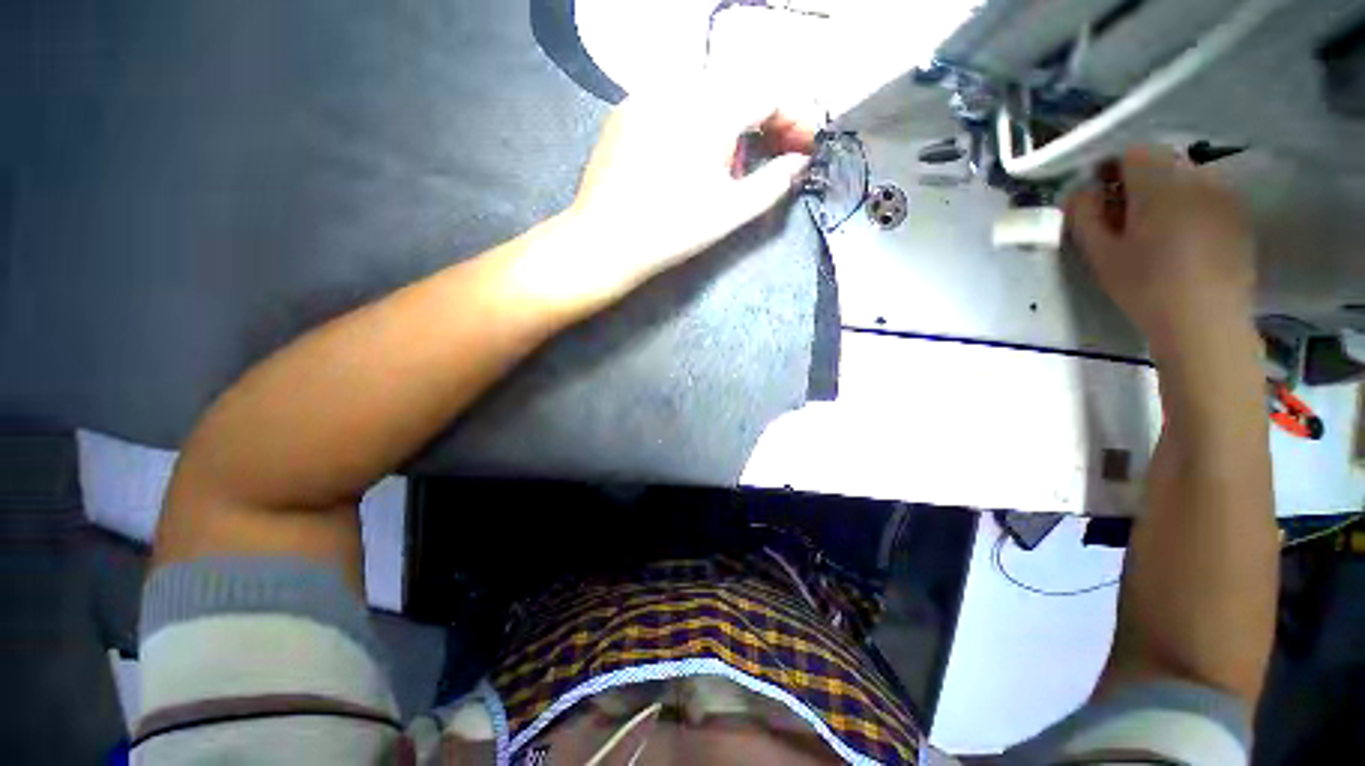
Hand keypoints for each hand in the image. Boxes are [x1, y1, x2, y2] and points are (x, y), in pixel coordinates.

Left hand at [564, 83, 814, 297]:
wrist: (605, 242)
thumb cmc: (673, 231)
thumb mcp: (731, 212)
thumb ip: (773, 183)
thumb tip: (798, 162)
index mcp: (710, 109)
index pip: (769, 92)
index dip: (794, 117)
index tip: (804, 146)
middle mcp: (678, 87)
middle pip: (738, 87)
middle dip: (763, 119)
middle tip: (771, 156)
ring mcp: (646, 95)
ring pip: (705, 93)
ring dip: (730, 121)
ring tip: (727, 165)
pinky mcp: (625, 111)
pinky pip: (673, 103)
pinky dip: (695, 122)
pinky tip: (689, 157)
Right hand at [1066, 146, 1256, 357]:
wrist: (1205, 323)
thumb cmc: (1145, 287)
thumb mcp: (1100, 254)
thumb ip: (1084, 215)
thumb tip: (1079, 191)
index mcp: (1160, 184)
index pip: (1132, 151)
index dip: (1110, 168)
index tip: (1099, 196)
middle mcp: (1197, 177)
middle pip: (1161, 161)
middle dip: (1137, 181)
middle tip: (1122, 218)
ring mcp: (1224, 194)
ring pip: (1185, 177)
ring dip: (1164, 194)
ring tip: (1153, 233)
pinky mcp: (1238, 214)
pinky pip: (1206, 195)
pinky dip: (1188, 206)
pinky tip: (1182, 241)